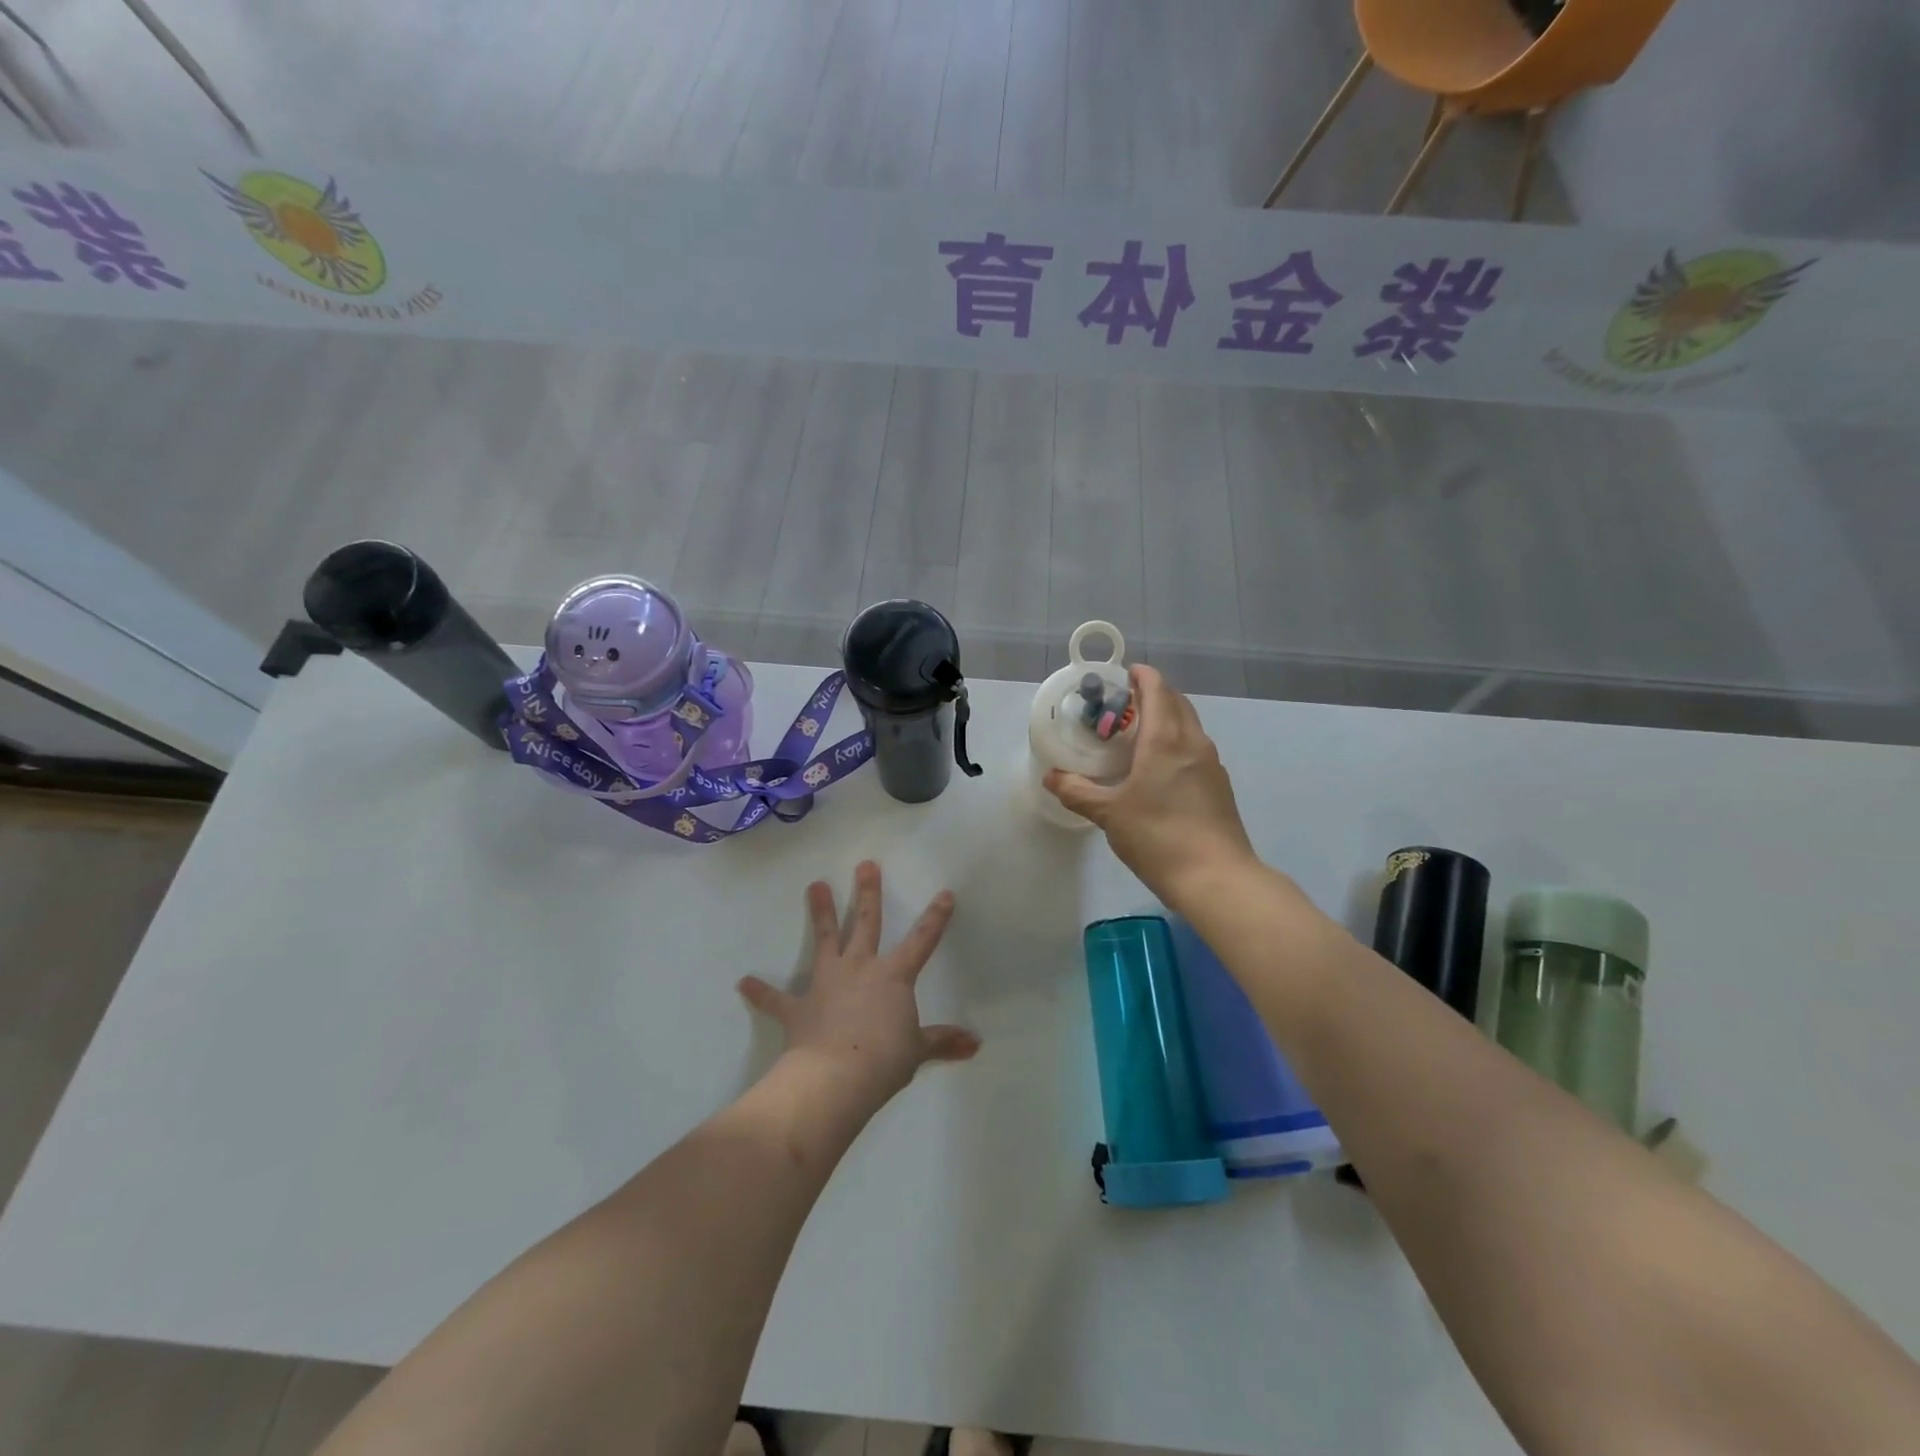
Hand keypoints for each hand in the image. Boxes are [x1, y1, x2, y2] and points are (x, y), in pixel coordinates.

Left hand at [738, 861, 979, 1101]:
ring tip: (816, 885)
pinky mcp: (798, 1007)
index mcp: (893, 976)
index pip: (921, 941)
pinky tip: (744, 982)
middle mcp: (859, 968)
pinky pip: (776, 998)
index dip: (935, 918)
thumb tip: (975, 1044)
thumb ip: (943, 1041)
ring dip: (821, 913)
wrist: (835, 1078)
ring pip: (824, 940)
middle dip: (867, 893)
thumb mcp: (918, 1051)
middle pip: (866, 923)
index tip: (944, 893)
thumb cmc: (884, 1060)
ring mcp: (826, 983)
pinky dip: (761, 991)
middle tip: (865, 864)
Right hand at [1045, 665, 1256, 910]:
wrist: (1217, 878)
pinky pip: (1195, 748)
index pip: (1157, 690)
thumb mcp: (1109, 814)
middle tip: (1123, 704)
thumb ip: (1078, 792)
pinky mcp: (1219, 785)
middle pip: (1176, 702)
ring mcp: (1211, 763)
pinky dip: (1177, 741)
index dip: (1142, 676)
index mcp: (1166, 739)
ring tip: (1138, 733)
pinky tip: (1159, 767)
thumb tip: (1051, 777)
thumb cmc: (1159, 837)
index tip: (1124, 673)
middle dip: (1153, 694)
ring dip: (1167, 717)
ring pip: (1189, 725)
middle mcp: (1193, 742)